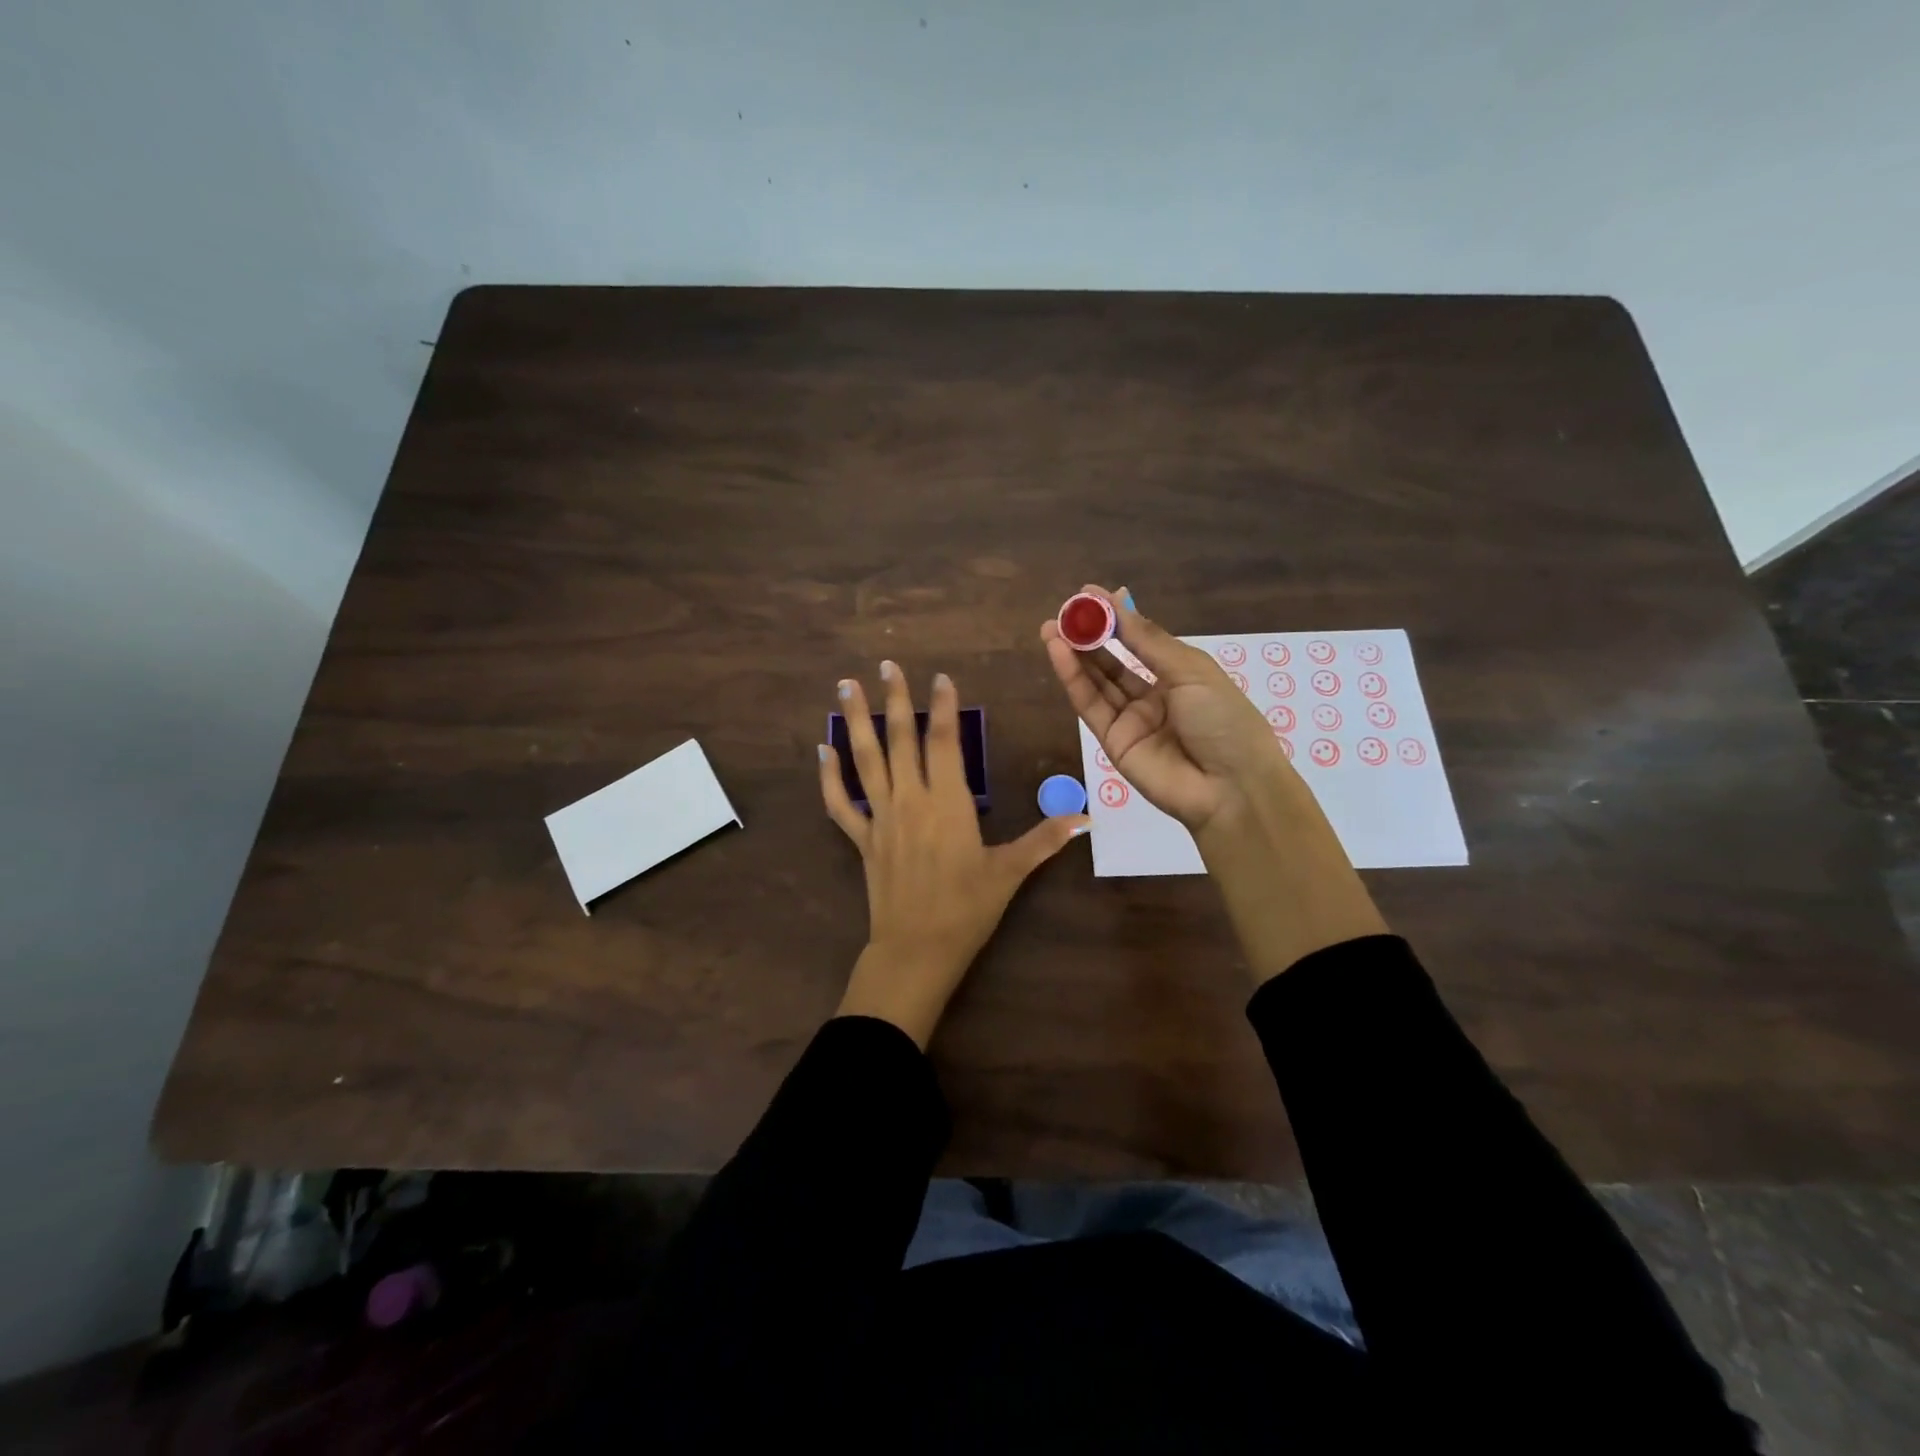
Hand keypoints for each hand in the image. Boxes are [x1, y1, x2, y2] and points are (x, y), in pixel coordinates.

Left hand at [820, 661, 1089, 1048]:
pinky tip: (822, 750)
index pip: (944, 742)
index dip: (943, 707)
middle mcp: (911, 800)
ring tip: (844, 687)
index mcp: (948, 803)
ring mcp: (882, 818)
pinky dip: (829, 777)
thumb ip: (1044, 840)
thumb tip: (1084, 818)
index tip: (941, 678)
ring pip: (865, 760)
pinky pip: (840, 803)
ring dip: (855, 721)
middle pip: (900, 739)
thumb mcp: (1010, 872)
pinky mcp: (863, 839)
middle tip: (886, 666)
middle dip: (894, 699)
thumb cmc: (967, 908)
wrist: (917, 949)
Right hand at [1041, 586, 1386, 982]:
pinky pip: (1090, 705)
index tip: (1087, 594)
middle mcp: (1153, 695)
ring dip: (1073, 654)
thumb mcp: (1191, 671)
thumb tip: (1119, 602)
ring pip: (1096, 681)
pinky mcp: (1112, 741)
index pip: (1139, 641)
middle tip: (1063, 612)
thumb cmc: (1224, 720)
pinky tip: (1059, 652)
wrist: (1230, 788)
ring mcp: (1131, 719)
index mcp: (1180, 675)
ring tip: (1051, 628)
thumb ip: (1148, 641)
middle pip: (1113, 661)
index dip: (1114, 619)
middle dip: (1088, 636)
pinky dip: (1073, 678)